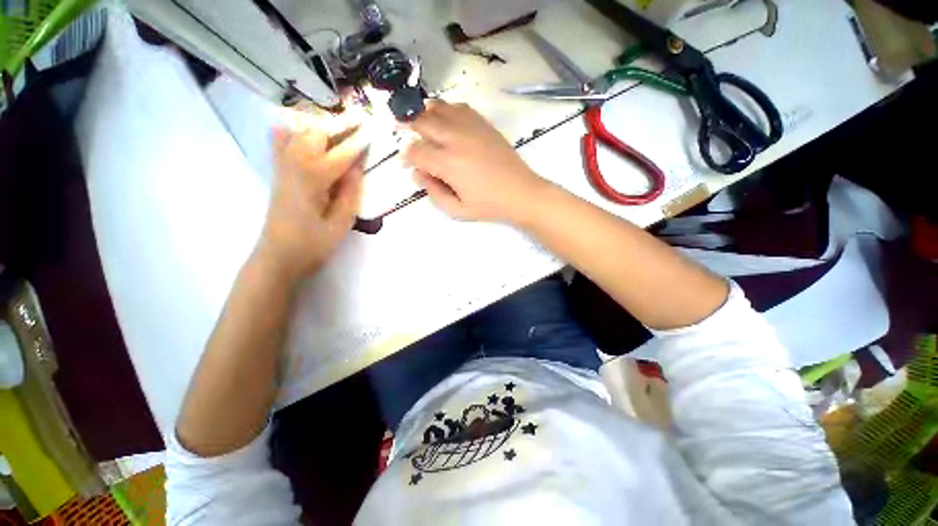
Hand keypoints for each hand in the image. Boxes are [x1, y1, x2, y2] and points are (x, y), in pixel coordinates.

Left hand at [258, 122, 368, 280]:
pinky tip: (297, 124)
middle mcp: (295, 165)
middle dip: (339, 123)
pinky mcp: (278, 173)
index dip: (359, 141)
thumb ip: (350, 192)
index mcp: (314, 179)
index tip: (372, 127)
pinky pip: (279, 142)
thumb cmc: (314, 244)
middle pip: (317, 133)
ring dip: (319, 123)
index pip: (342, 153)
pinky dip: (289, 129)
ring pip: (298, 132)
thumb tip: (357, 167)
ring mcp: (283, 167)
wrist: (278, 257)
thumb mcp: (340, 222)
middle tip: (358, 118)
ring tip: (337, 120)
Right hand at [402, 101, 547, 222]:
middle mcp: (456, 139)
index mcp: (448, 164)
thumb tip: (417, 174)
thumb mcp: (457, 210)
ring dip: (425, 114)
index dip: (406, 157)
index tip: (406, 163)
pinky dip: (446, 111)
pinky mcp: (483, 124)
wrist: (520, 192)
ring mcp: (471, 127)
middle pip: (421, 121)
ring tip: (422, 126)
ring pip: (438, 108)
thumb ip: (433, 192)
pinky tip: (446, 121)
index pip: (416, 151)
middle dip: (408, 127)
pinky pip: (459, 107)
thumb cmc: (489, 206)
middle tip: (403, 134)